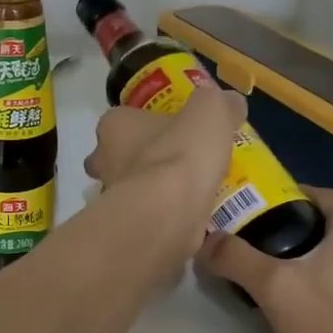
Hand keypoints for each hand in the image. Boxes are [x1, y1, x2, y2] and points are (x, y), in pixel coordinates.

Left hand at [82, 85, 245, 263]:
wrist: (168, 214)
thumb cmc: (180, 154)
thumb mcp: (210, 111)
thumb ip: (218, 103)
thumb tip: (230, 102)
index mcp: (113, 126)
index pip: (121, 119)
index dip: (144, 123)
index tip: (171, 131)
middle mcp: (103, 161)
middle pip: (120, 157)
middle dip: (143, 160)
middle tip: (179, 163)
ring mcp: (110, 198)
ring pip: (131, 190)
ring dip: (155, 191)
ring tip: (193, 193)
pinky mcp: (125, 230)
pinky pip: (146, 219)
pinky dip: (165, 219)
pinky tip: (193, 220)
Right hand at [197, 187, 332, 332]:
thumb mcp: (274, 288)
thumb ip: (236, 258)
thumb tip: (206, 240)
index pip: (313, 193)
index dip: (278, 196)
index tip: (246, 209)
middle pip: (320, 223)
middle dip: (283, 229)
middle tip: (246, 242)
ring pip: (331, 253)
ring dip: (299, 257)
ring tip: (263, 272)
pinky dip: (316, 280)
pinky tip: (293, 302)